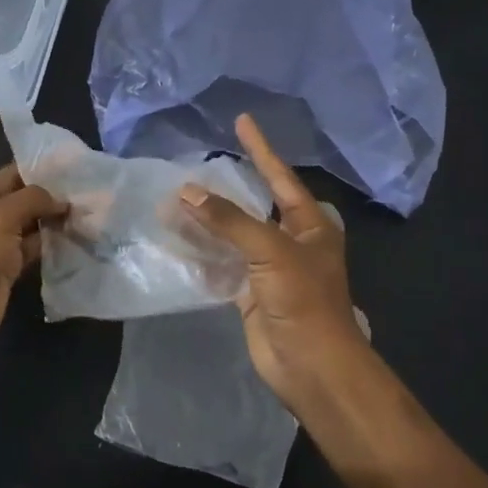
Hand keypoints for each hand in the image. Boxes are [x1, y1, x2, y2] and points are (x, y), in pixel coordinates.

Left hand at [0, 85, 65, 354]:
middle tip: (74, 159)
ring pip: (25, 210)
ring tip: (86, 192)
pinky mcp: (5, 261)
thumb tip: (61, 200)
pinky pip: (33, 239)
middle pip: (5, 177)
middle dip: (35, 168)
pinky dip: (52, 234)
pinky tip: (80, 227)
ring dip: (50, 203)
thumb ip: (31, 201)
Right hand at [179, 114, 370, 408]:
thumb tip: (187, 192)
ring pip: (234, 235)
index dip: (261, 150)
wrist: (311, 366)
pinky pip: (222, 263)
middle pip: (255, 205)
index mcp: (311, 225)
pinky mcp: (250, 293)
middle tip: (196, 165)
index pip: (281, 178)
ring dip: (208, 220)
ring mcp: (270, 269)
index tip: (242, 121)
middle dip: (226, 188)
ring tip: (175, 198)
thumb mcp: (271, 251)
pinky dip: (203, 251)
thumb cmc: (303, 300)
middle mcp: (291, 241)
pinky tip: (178, 237)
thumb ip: (229, 221)